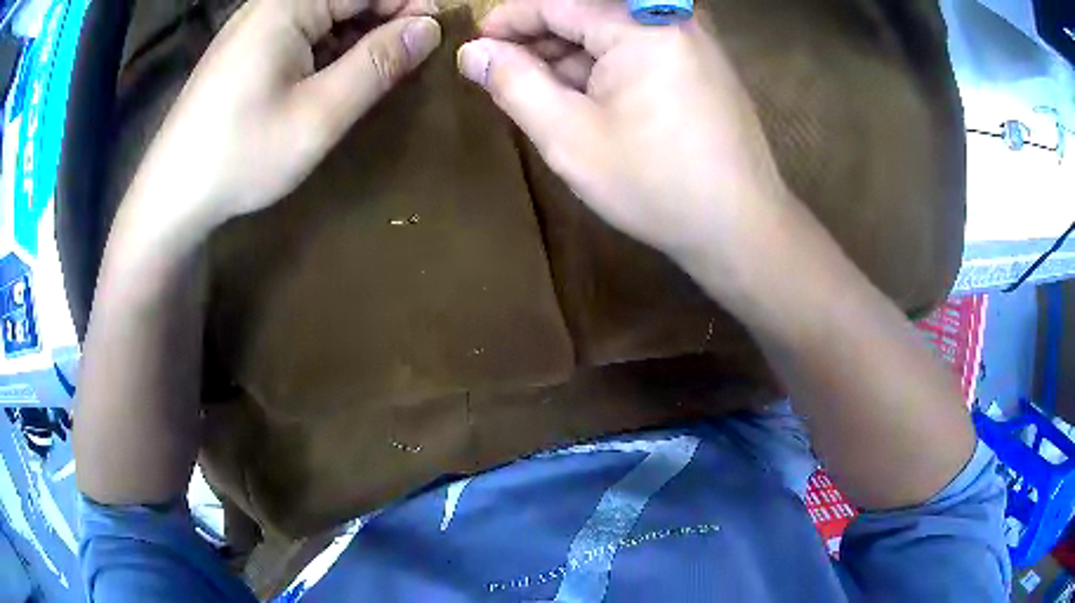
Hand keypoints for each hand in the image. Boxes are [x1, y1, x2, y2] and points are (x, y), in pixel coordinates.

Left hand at [128, 0, 441, 226]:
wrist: (171, 196)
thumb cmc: (241, 156)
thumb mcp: (319, 114)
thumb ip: (377, 63)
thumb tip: (429, 28)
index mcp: (288, 5)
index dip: (411, 3)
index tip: (440, 32)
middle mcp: (270, 4)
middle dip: (385, 16)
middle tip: (412, 55)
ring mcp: (254, 26)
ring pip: (324, 14)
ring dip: (357, 33)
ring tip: (380, 67)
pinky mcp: (245, 49)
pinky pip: (301, 32)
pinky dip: (328, 47)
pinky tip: (337, 74)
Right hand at [457, 0, 789, 266]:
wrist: (741, 227)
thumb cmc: (655, 185)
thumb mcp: (569, 137)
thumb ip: (515, 84)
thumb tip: (473, 52)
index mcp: (640, 25)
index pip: (557, 3)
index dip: (509, 20)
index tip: (476, 45)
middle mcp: (671, 18)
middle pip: (586, 13)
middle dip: (540, 40)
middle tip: (503, 75)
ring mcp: (692, 39)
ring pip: (612, 31)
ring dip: (570, 56)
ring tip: (539, 91)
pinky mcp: (702, 62)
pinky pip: (639, 48)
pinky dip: (604, 66)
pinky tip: (585, 97)